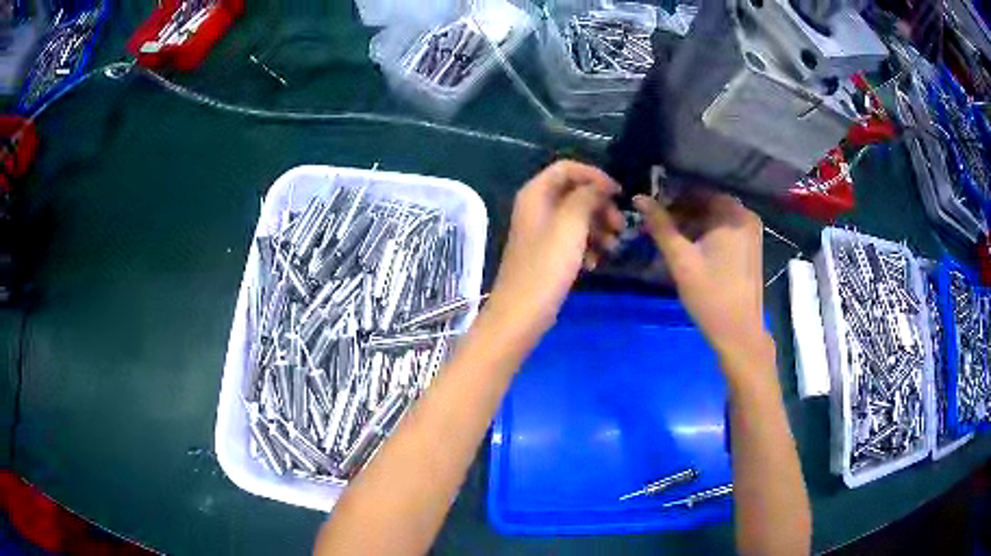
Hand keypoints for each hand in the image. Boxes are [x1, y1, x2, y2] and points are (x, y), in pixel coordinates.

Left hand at [484, 161, 622, 337]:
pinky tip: (595, 263)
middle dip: (601, 206)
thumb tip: (599, 187)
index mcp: (536, 194)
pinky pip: (573, 239)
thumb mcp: (571, 225)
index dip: (594, 176)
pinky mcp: (548, 254)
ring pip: (577, 217)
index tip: (618, 194)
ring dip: (599, 228)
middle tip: (620, 226)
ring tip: (613, 247)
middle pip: (575, 192)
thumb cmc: (546, 266)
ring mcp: (542, 232)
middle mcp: (536, 207)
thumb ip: (587, 197)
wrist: (522, 313)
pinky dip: (588, 246)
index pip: (567, 168)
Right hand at [633, 192, 772, 372]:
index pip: (697, 190)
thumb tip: (638, 197)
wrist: (739, 333)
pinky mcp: (750, 247)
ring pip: (714, 217)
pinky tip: (689, 248)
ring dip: (691, 223)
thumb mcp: (681, 259)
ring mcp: (750, 232)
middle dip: (680, 211)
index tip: (651, 208)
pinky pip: (723, 230)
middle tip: (657, 225)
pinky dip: (705, 234)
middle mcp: (745, 216)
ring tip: (669, 238)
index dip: (671, 196)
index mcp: (732, 214)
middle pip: (706, 202)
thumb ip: (660, 226)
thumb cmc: (710, 295)